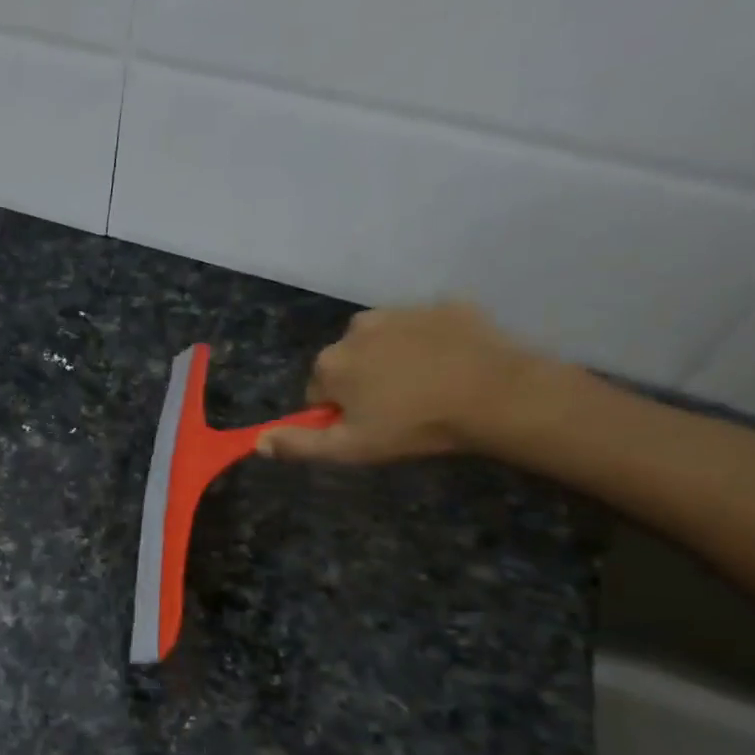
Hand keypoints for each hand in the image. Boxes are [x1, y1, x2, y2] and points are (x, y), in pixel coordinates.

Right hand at [257, 303, 556, 464]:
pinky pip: (426, 328)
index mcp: (331, 362)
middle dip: (363, 382)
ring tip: (427, 388)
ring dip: (394, 360)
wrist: (497, 395)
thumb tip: (258, 441)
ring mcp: (403, 311)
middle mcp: (356, 327)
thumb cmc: (414, 426)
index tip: (367, 428)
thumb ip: (299, 444)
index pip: (317, 391)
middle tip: (398, 411)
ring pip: (384, 342)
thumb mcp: (350, 449)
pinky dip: (431, 344)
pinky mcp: (445, 305)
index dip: (338, 413)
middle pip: (348, 362)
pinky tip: (452, 367)